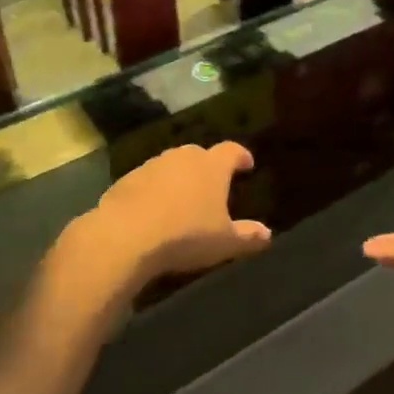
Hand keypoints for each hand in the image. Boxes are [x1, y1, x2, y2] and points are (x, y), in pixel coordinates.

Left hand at [77, 142, 270, 290]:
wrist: (125, 237)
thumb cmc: (186, 235)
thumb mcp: (224, 242)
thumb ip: (248, 236)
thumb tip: (267, 234)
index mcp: (212, 166)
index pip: (232, 151)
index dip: (241, 156)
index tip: (247, 164)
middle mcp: (182, 158)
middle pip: (200, 154)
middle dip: (208, 166)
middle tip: (213, 184)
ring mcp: (152, 166)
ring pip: (171, 165)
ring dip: (179, 177)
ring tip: (182, 198)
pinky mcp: (126, 180)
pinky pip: (147, 180)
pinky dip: (154, 190)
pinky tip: (153, 210)